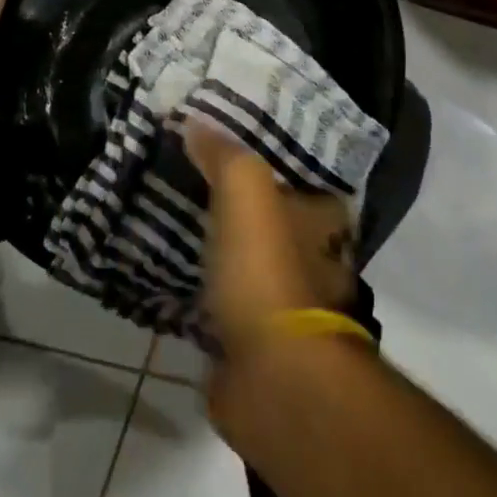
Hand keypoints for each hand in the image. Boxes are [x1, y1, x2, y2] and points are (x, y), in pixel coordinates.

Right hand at [185, 121, 357, 429]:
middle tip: (195, 178)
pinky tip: (174, 272)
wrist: (273, 378)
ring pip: (252, 262)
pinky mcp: (256, 344)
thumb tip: (194, 119)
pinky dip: (206, 291)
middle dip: (244, 205)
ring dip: (225, 249)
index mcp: (322, 222)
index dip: (275, 159)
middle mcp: (314, 261)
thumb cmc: (267, 272)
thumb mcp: (245, 191)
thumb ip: (223, 153)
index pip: (305, 178)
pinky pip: (226, 303)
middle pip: (277, 220)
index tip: (234, 144)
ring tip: (179, 219)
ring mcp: (287, 307)